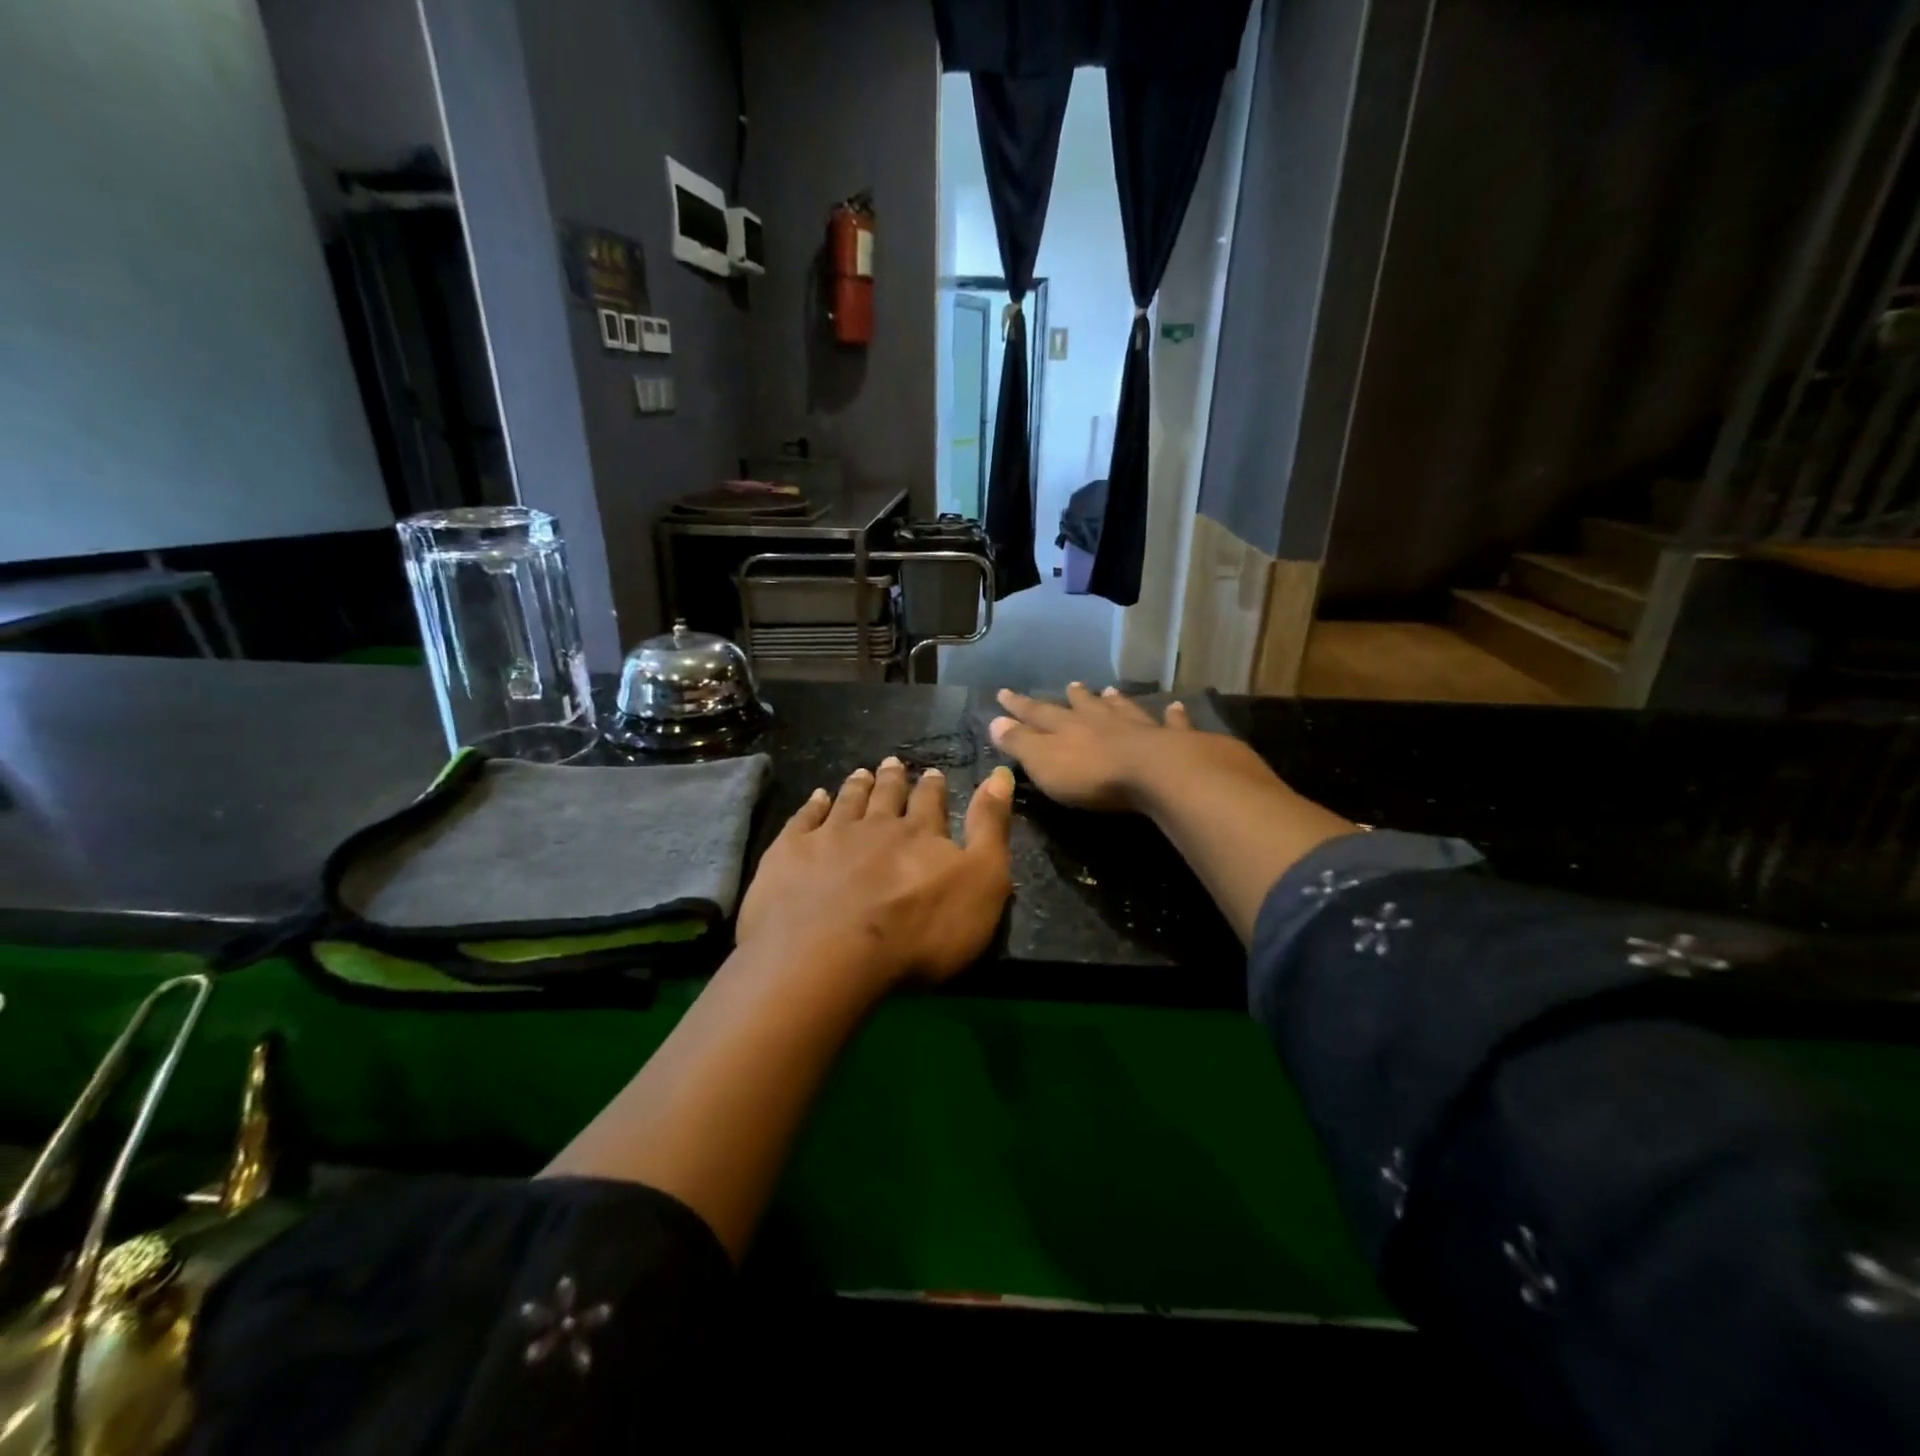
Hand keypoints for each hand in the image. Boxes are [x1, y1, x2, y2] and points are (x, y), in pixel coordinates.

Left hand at [736, 757, 1014, 989]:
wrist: (831, 955)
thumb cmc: (920, 930)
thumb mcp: (982, 882)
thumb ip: (991, 827)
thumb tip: (1000, 773)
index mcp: (921, 834)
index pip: (931, 802)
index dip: (933, 786)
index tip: (932, 772)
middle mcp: (876, 825)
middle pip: (887, 796)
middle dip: (894, 779)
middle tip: (893, 763)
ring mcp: (829, 836)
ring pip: (847, 801)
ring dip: (857, 786)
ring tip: (861, 772)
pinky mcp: (790, 853)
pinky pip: (804, 819)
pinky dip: (812, 805)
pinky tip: (816, 797)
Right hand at [988, 683, 1275, 813]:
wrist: (1155, 774)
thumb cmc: (1092, 774)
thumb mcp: (1043, 762)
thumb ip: (1020, 743)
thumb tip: (994, 721)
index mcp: (1067, 728)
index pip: (1037, 713)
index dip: (1019, 706)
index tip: (1004, 693)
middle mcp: (1101, 721)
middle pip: (1084, 706)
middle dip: (1073, 698)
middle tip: (1070, 685)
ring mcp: (1138, 727)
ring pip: (1123, 709)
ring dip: (1115, 701)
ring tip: (1110, 691)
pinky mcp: (1171, 740)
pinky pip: (1171, 724)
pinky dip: (1172, 716)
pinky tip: (1176, 707)